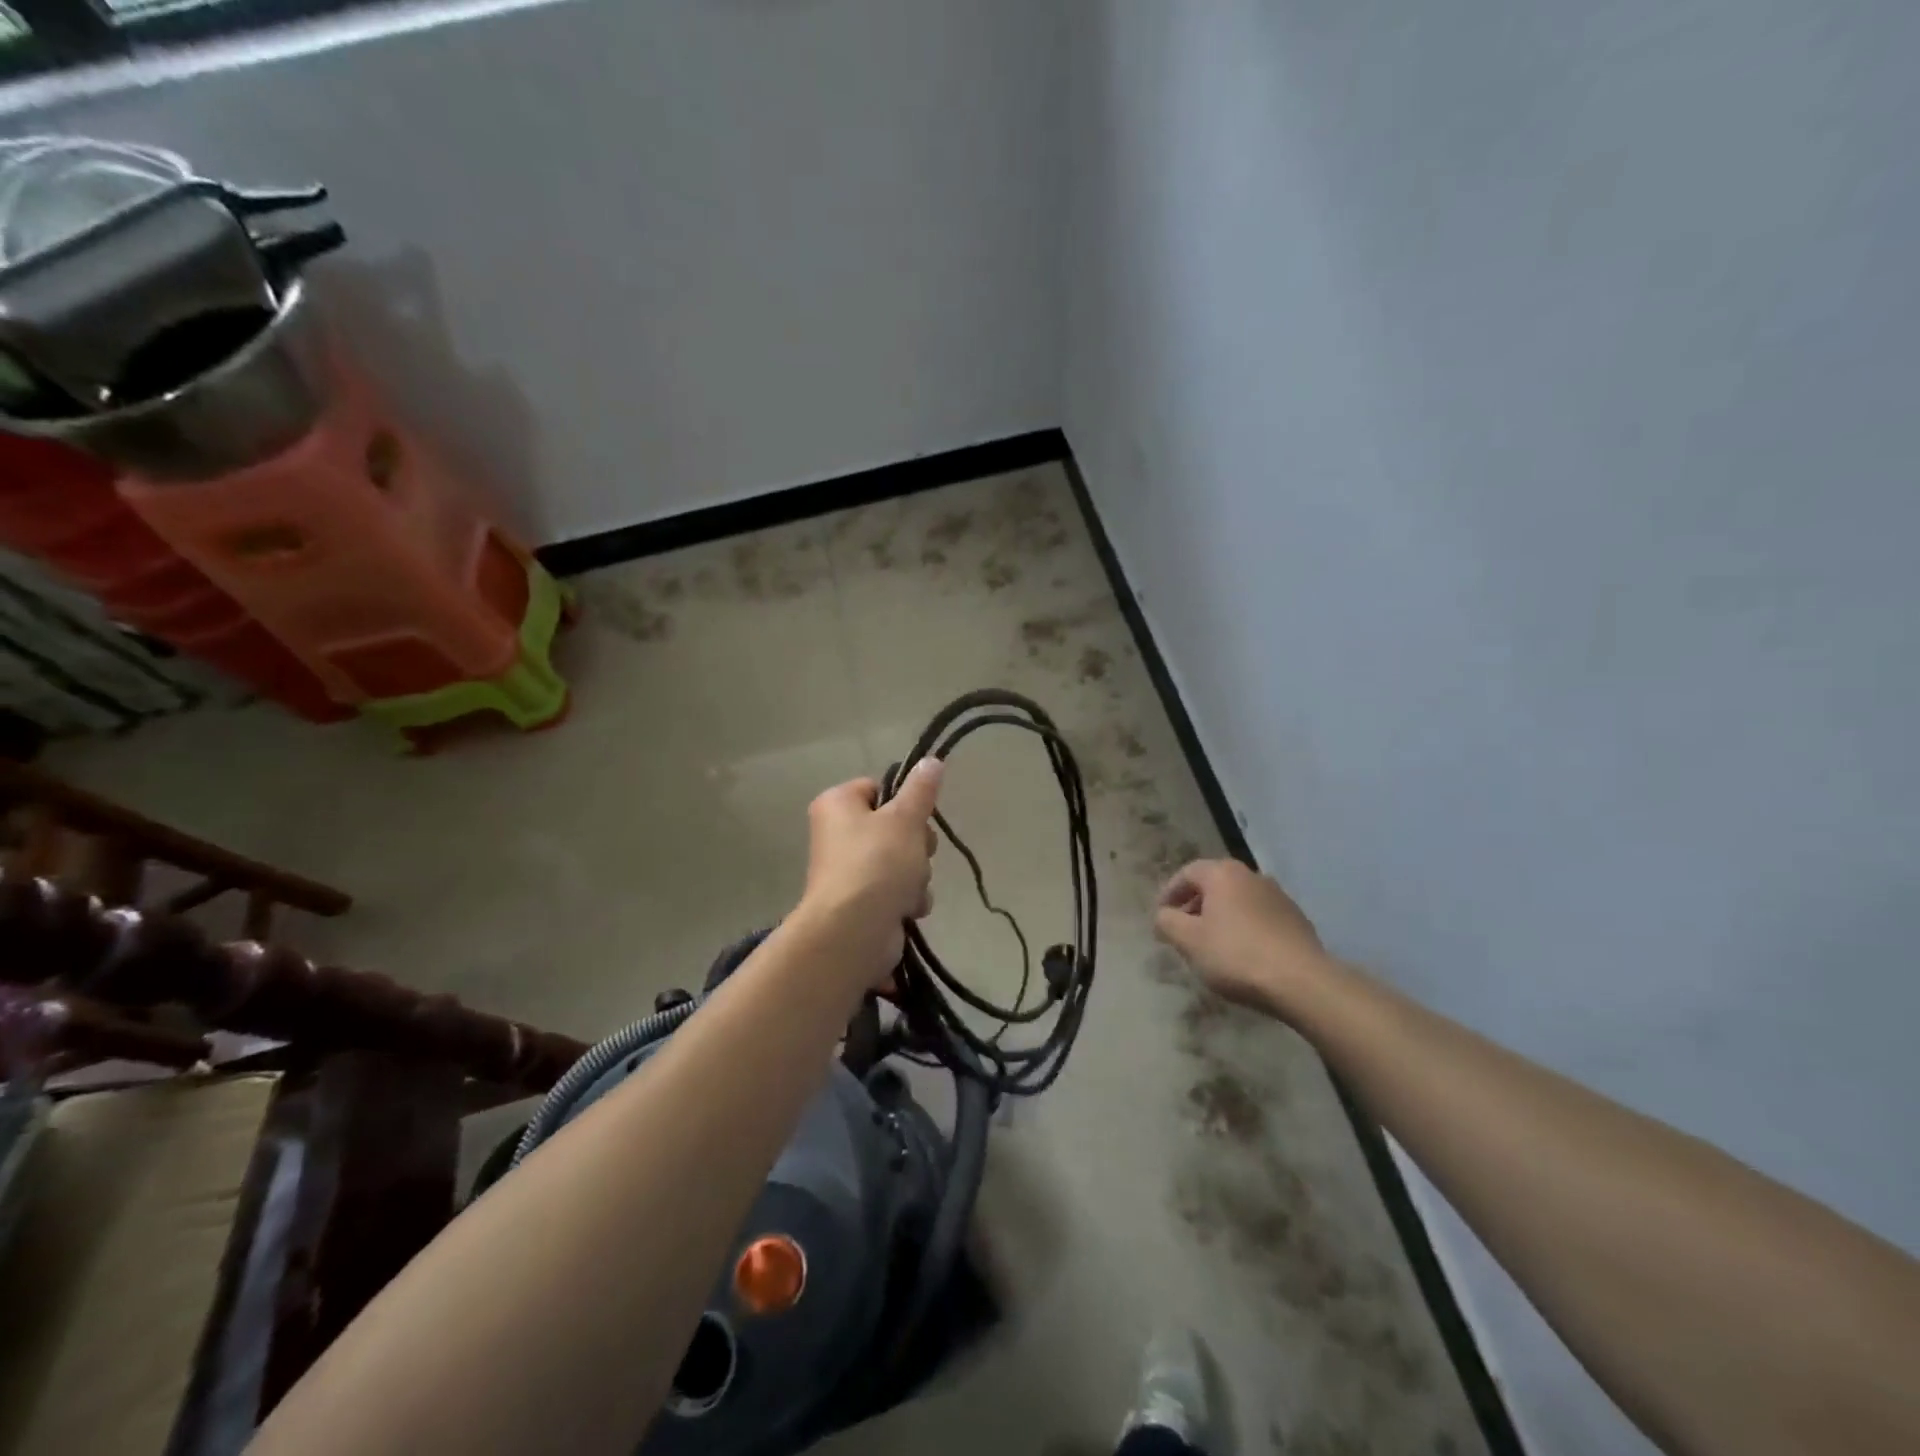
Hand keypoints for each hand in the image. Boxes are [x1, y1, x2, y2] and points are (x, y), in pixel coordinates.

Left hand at [798, 760, 943, 988]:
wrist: (853, 931)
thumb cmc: (877, 863)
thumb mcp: (905, 818)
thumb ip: (921, 789)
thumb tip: (932, 759)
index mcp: (837, 804)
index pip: (878, 788)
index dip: (903, 802)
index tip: (917, 815)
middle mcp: (837, 834)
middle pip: (894, 826)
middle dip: (916, 844)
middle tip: (917, 853)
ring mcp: (849, 871)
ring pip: (901, 860)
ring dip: (916, 875)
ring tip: (910, 887)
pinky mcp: (861, 903)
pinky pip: (896, 889)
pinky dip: (907, 898)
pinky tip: (908, 908)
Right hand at [1155, 858, 1329, 1011]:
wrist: (1302, 981)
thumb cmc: (1236, 954)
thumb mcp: (1189, 940)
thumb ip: (1167, 922)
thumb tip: (1163, 914)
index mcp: (1223, 873)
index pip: (1187, 873)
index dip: (1169, 893)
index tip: (1160, 916)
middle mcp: (1251, 876)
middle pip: (1214, 884)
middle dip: (1194, 905)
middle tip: (1182, 930)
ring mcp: (1278, 896)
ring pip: (1238, 901)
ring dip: (1220, 917)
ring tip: (1211, 944)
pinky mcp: (1296, 920)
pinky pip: (1259, 917)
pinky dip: (1243, 928)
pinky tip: (1241, 953)